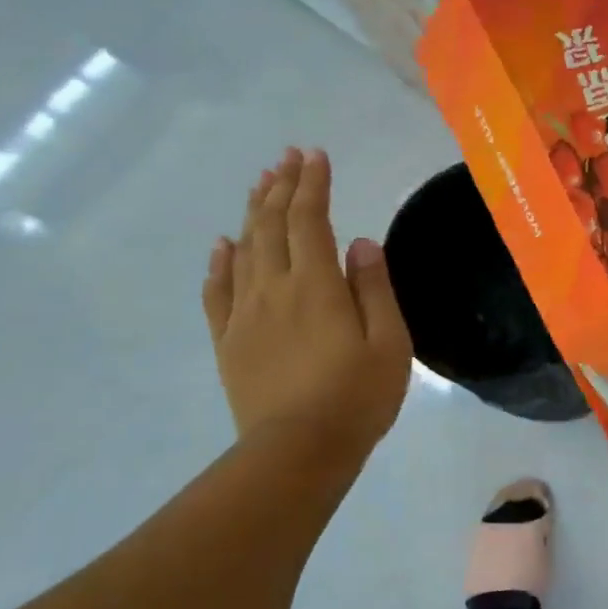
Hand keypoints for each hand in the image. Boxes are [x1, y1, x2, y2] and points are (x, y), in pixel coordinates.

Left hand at [202, 147, 411, 458]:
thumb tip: (361, 243)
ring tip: (261, 184)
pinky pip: (218, 292)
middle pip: (273, 225)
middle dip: (282, 186)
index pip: (310, 220)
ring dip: (253, 212)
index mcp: (316, 285)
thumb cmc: (356, 397)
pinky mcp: (229, 342)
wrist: (297, 453)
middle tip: (288, 156)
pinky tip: (222, 244)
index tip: (315, 155)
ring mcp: (245, 315)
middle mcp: (274, 289)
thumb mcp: (389, 342)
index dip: (312, 184)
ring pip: (245, 250)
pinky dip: (220, 263)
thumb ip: (374, 288)